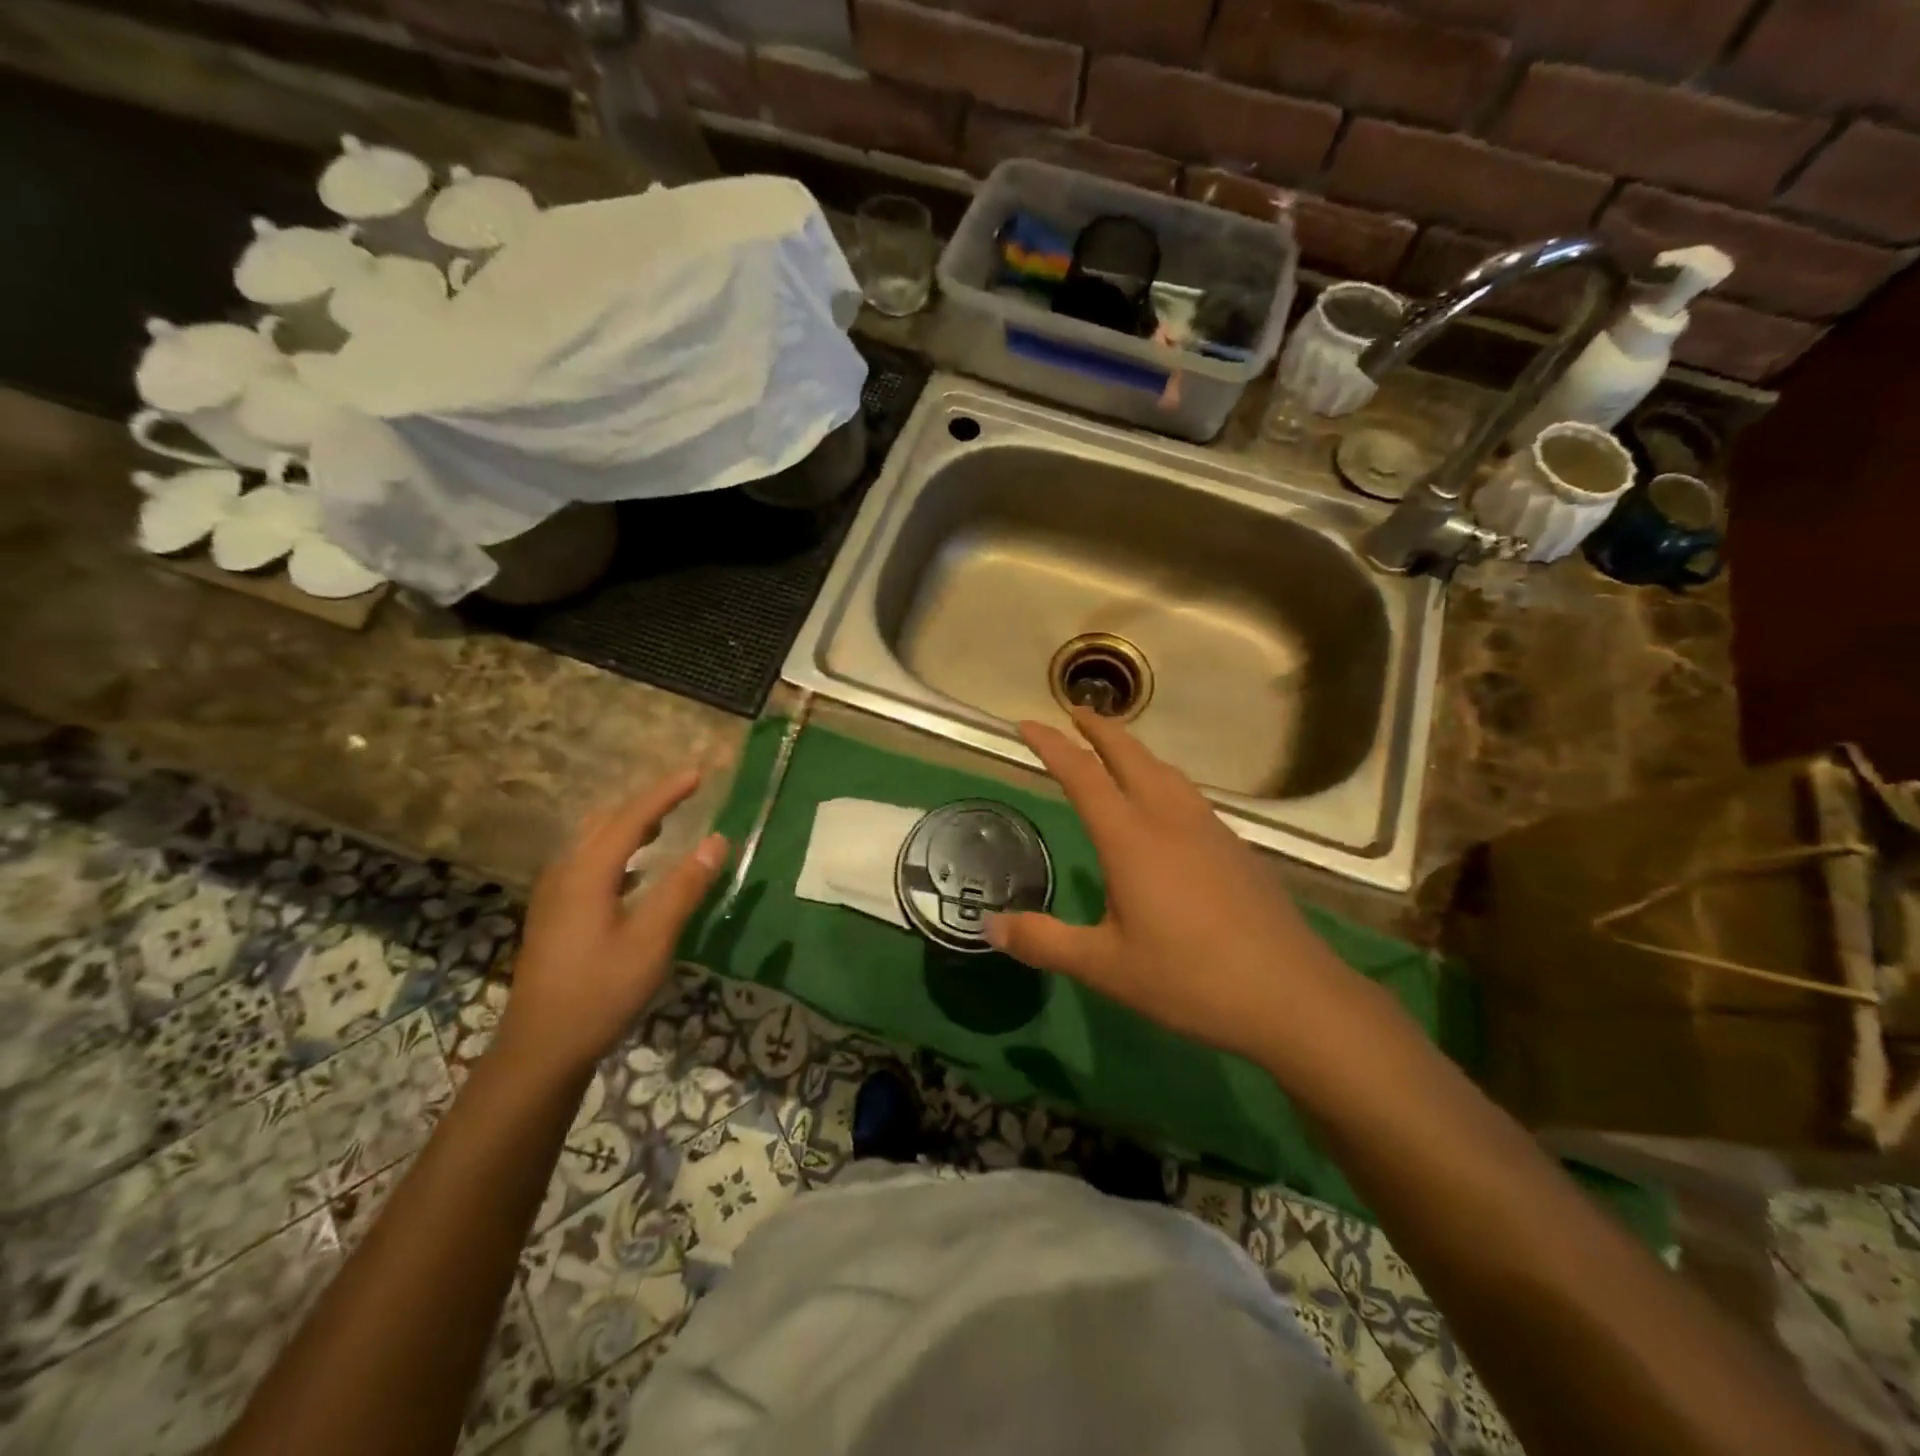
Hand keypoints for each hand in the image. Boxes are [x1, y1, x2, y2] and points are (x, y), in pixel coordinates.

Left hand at [494, 768, 728, 1080]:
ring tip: (664, 823)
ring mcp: (554, 895)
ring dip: (630, 825)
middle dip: (647, 803)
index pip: (631, 818)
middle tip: (684, 794)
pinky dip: (618, 851)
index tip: (697, 774)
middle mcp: (565, 873)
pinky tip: (635, 872)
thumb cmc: (601, 991)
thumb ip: (684, 887)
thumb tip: (716, 840)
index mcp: (587, 873)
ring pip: (593, 842)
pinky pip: (588, 862)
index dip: (666, 793)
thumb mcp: (652, 940)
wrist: (541, 1047)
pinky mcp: (554, 915)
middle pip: (607, 823)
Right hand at [988, 710, 1377, 1070]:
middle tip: (1076, 711)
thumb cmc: (1189, 978)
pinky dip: (1164, 779)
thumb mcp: (1105, 967)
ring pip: (1166, 772)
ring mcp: (1210, 830)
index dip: (1052, 745)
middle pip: (1131, 756)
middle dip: (1100, 729)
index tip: (1027, 723)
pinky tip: (1168, 806)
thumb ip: (1044, 941)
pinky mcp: (1236, 848)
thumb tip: (990, 926)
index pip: (1082, 775)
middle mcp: (1170, 819)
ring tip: (1118, 749)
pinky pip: (1190, 796)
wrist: (1291, 995)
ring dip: (1135, 751)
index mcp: (1131, 838)